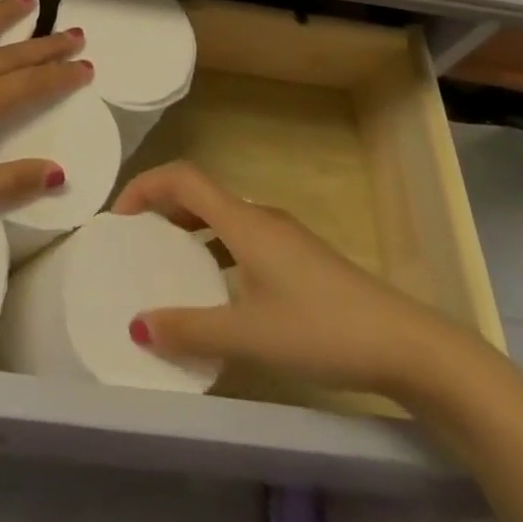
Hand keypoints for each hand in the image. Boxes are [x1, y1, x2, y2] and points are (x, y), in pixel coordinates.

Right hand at [112, 162, 468, 395]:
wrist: (404, 344)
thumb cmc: (321, 329)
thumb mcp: (250, 335)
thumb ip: (192, 329)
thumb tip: (138, 324)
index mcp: (244, 222)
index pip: (183, 177)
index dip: (145, 185)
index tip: (118, 218)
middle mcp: (260, 217)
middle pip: (199, 193)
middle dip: (161, 208)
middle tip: (134, 240)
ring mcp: (283, 236)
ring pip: (222, 218)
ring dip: (188, 230)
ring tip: (167, 264)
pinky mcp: (299, 258)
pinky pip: (241, 239)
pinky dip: (215, 251)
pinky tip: (217, 292)